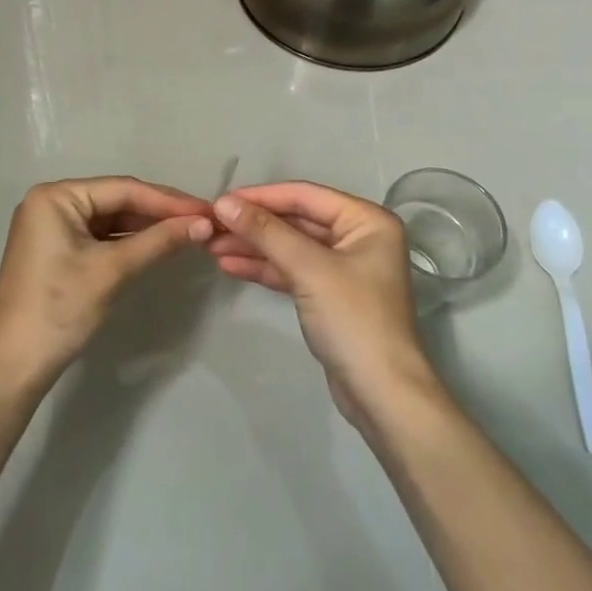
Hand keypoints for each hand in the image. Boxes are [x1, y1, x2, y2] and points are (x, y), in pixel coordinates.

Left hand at [0, 177, 213, 393]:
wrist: (13, 366)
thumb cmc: (59, 309)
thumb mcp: (112, 271)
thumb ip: (159, 241)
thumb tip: (205, 223)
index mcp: (56, 196)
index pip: (123, 189)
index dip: (168, 200)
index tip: (208, 210)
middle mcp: (51, 202)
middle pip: (117, 200)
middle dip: (159, 213)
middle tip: (204, 221)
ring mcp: (52, 227)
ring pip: (110, 219)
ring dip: (147, 228)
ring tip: (189, 232)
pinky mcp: (56, 250)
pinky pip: (99, 237)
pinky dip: (128, 242)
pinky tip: (158, 245)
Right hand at [209, 182, 437, 422]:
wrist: (381, 394)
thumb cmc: (353, 319)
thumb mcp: (308, 269)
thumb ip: (266, 232)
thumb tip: (224, 203)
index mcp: (366, 220)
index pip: (305, 196)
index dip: (260, 196)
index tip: (220, 200)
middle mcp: (358, 236)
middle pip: (296, 220)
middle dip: (253, 224)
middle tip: (210, 226)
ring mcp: (343, 267)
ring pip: (290, 246)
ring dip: (253, 246)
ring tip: (210, 246)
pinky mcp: (329, 295)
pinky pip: (292, 270)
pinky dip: (264, 268)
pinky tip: (230, 265)